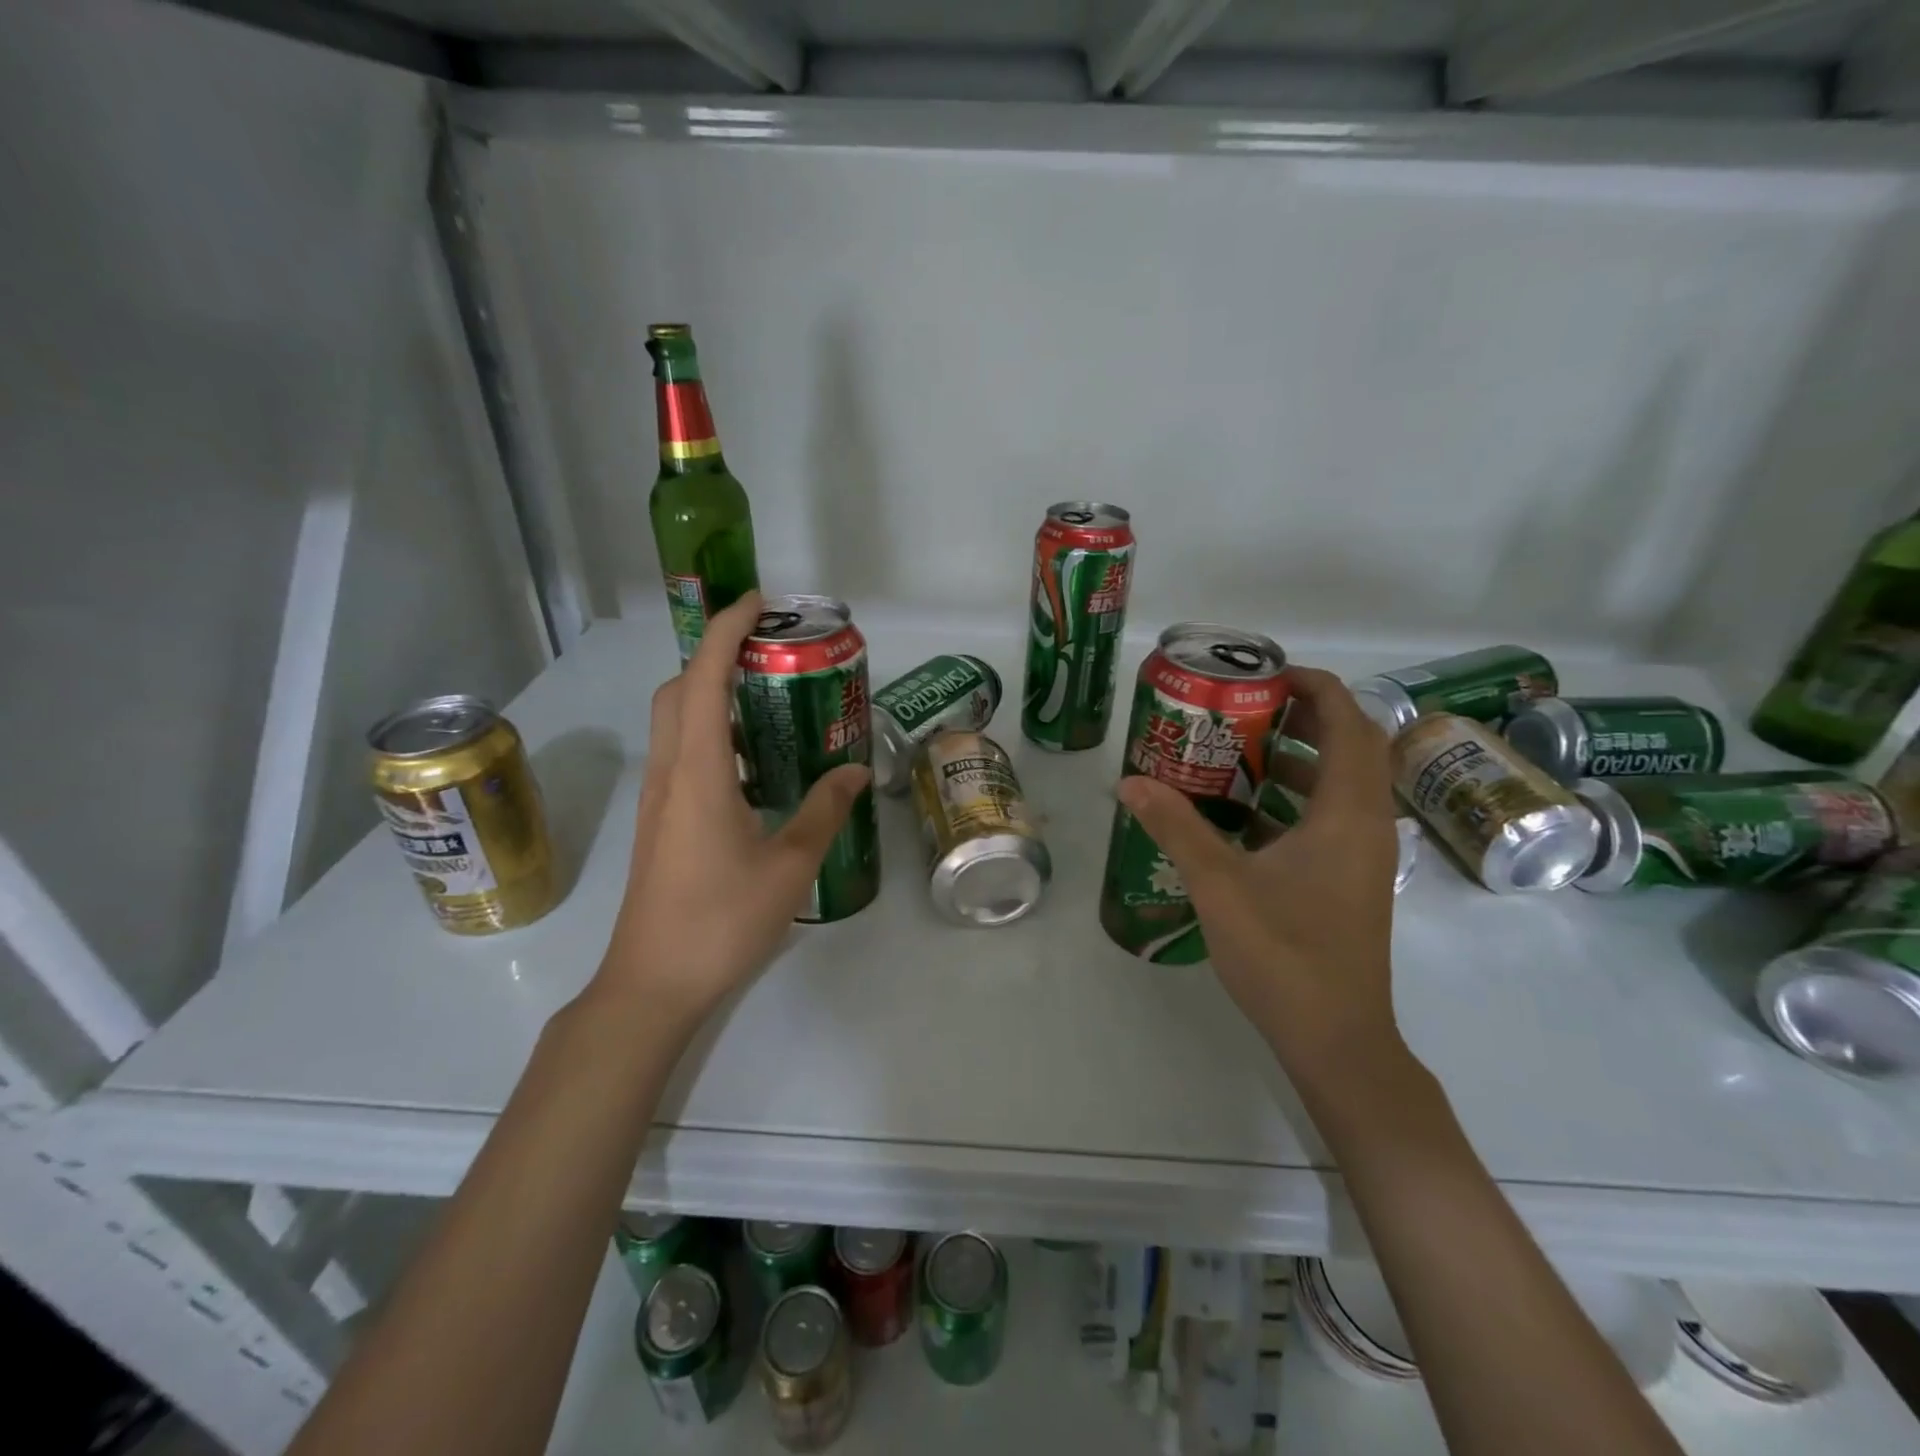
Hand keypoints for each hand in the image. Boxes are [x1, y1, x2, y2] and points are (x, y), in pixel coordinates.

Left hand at [595, 591, 870, 1021]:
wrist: (652, 983)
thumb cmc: (721, 922)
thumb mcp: (788, 866)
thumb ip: (824, 812)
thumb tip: (854, 770)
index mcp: (698, 773)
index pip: (702, 679)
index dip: (725, 632)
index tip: (758, 604)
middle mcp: (670, 774)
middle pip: (677, 691)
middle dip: (714, 655)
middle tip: (767, 653)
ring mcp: (659, 799)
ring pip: (673, 722)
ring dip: (710, 694)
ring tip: (766, 698)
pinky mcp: (661, 822)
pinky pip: (681, 754)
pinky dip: (710, 733)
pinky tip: (752, 762)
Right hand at [1115, 667, 1402, 1080]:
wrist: (1335, 1039)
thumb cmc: (1284, 954)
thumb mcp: (1219, 884)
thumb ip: (1175, 826)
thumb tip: (1129, 780)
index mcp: (1348, 813)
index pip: (1348, 721)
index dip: (1314, 686)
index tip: (1264, 674)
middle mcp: (1367, 824)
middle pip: (1350, 745)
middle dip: (1303, 716)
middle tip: (1244, 708)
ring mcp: (1364, 855)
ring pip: (1341, 783)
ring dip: (1298, 758)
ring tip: (1238, 750)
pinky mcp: (1351, 879)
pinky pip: (1330, 816)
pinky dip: (1295, 798)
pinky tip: (1243, 813)